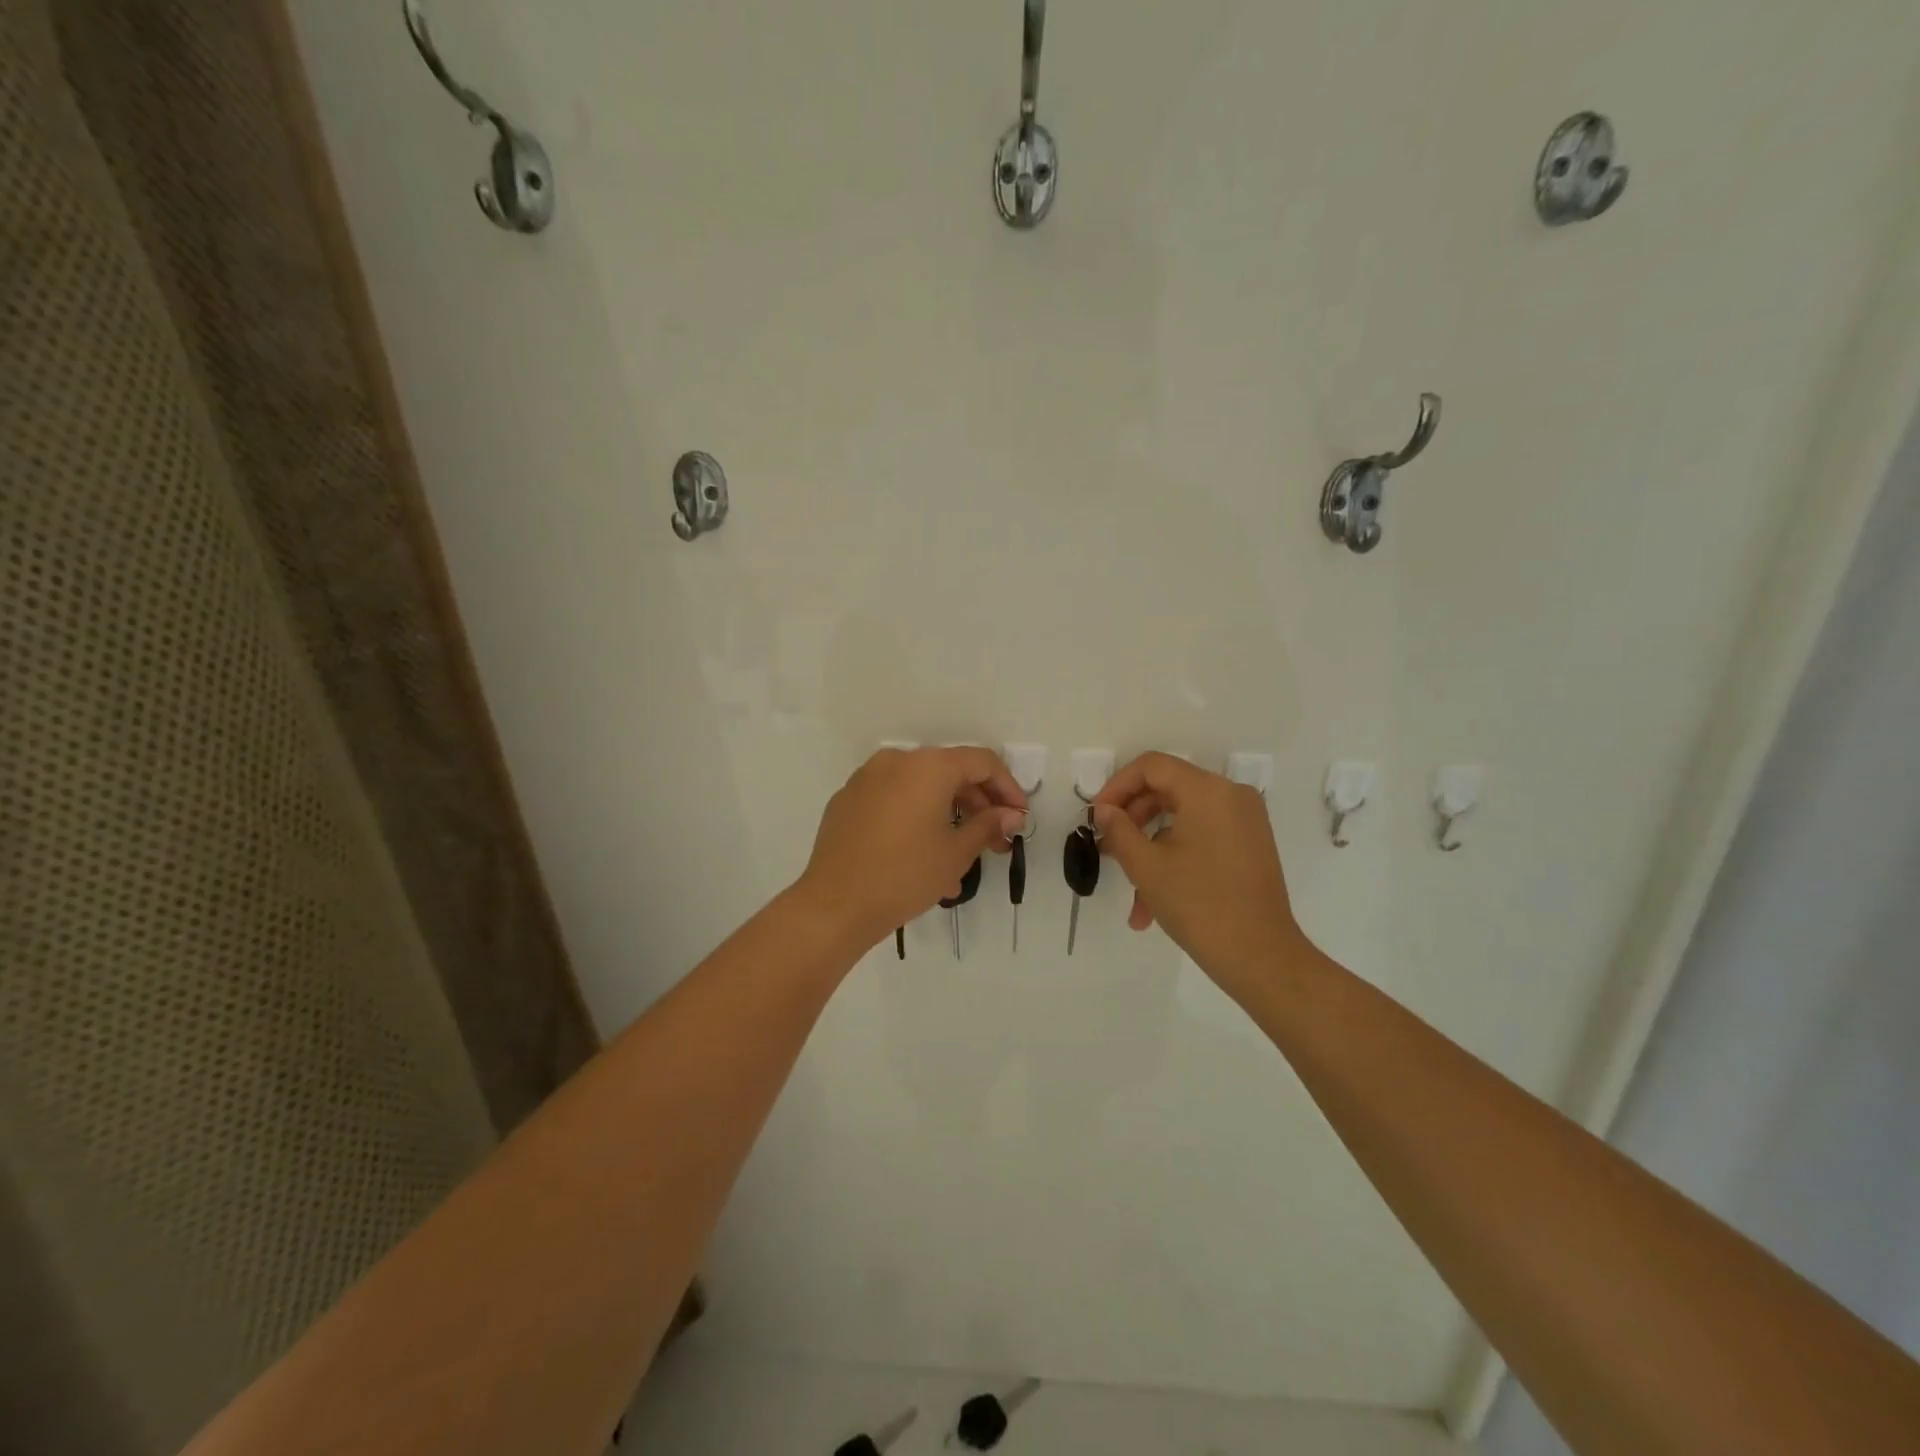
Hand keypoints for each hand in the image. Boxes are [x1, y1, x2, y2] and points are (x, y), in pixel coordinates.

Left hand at [797, 748, 1027, 949]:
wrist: (834, 906)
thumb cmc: (905, 874)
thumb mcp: (956, 852)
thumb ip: (988, 825)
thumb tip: (1011, 814)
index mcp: (927, 766)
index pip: (981, 762)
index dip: (1007, 788)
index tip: (1019, 818)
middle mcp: (896, 762)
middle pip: (949, 773)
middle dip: (978, 806)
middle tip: (996, 842)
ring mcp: (866, 780)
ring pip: (920, 790)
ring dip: (947, 818)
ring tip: (962, 861)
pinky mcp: (847, 802)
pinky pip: (894, 803)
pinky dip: (916, 821)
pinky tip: (924, 859)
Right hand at [1092, 752, 1304, 994]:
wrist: (1261, 957)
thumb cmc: (1198, 904)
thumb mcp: (1146, 866)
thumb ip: (1119, 830)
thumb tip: (1104, 810)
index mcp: (1208, 790)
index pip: (1152, 766)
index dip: (1117, 786)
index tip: (1097, 817)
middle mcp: (1231, 796)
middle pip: (1167, 790)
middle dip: (1132, 821)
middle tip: (1106, 850)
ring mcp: (1245, 821)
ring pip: (1182, 820)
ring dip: (1150, 850)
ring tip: (1130, 894)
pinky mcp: (1250, 845)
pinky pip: (1202, 837)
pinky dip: (1175, 859)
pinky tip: (1152, 905)